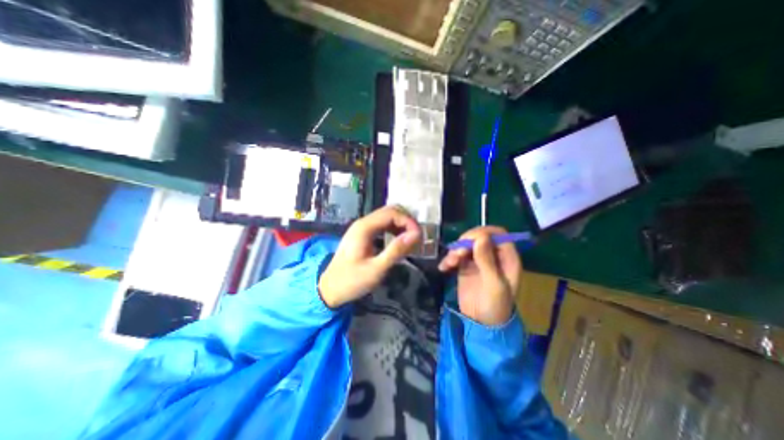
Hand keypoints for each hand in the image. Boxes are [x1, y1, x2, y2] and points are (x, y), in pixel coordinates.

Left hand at [318, 206, 422, 309]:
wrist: (329, 289)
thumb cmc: (351, 281)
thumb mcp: (376, 269)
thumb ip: (395, 251)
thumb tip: (416, 235)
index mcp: (364, 228)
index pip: (392, 213)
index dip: (408, 221)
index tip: (419, 236)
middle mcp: (363, 223)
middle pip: (390, 211)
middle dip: (406, 221)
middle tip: (417, 237)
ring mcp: (362, 228)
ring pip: (386, 217)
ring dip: (401, 225)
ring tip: (411, 240)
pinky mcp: (363, 235)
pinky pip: (382, 225)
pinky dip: (394, 230)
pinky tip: (399, 241)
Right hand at [438, 228, 522, 326]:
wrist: (480, 324)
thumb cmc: (494, 306)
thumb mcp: (493, 284)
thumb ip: (487, 260)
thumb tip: (480, 237)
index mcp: (507, 258)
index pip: (498, 234)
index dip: (483, 233)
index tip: (469, 241)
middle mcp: (493, 255)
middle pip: (480, 236)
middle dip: (466, 242)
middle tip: (456, 254)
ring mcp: (479, 259)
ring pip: (467, 244)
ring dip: (456, 250)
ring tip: (449, 263)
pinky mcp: (466, 265)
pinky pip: (457, 254)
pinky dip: (449, 258)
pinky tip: (444, 267)